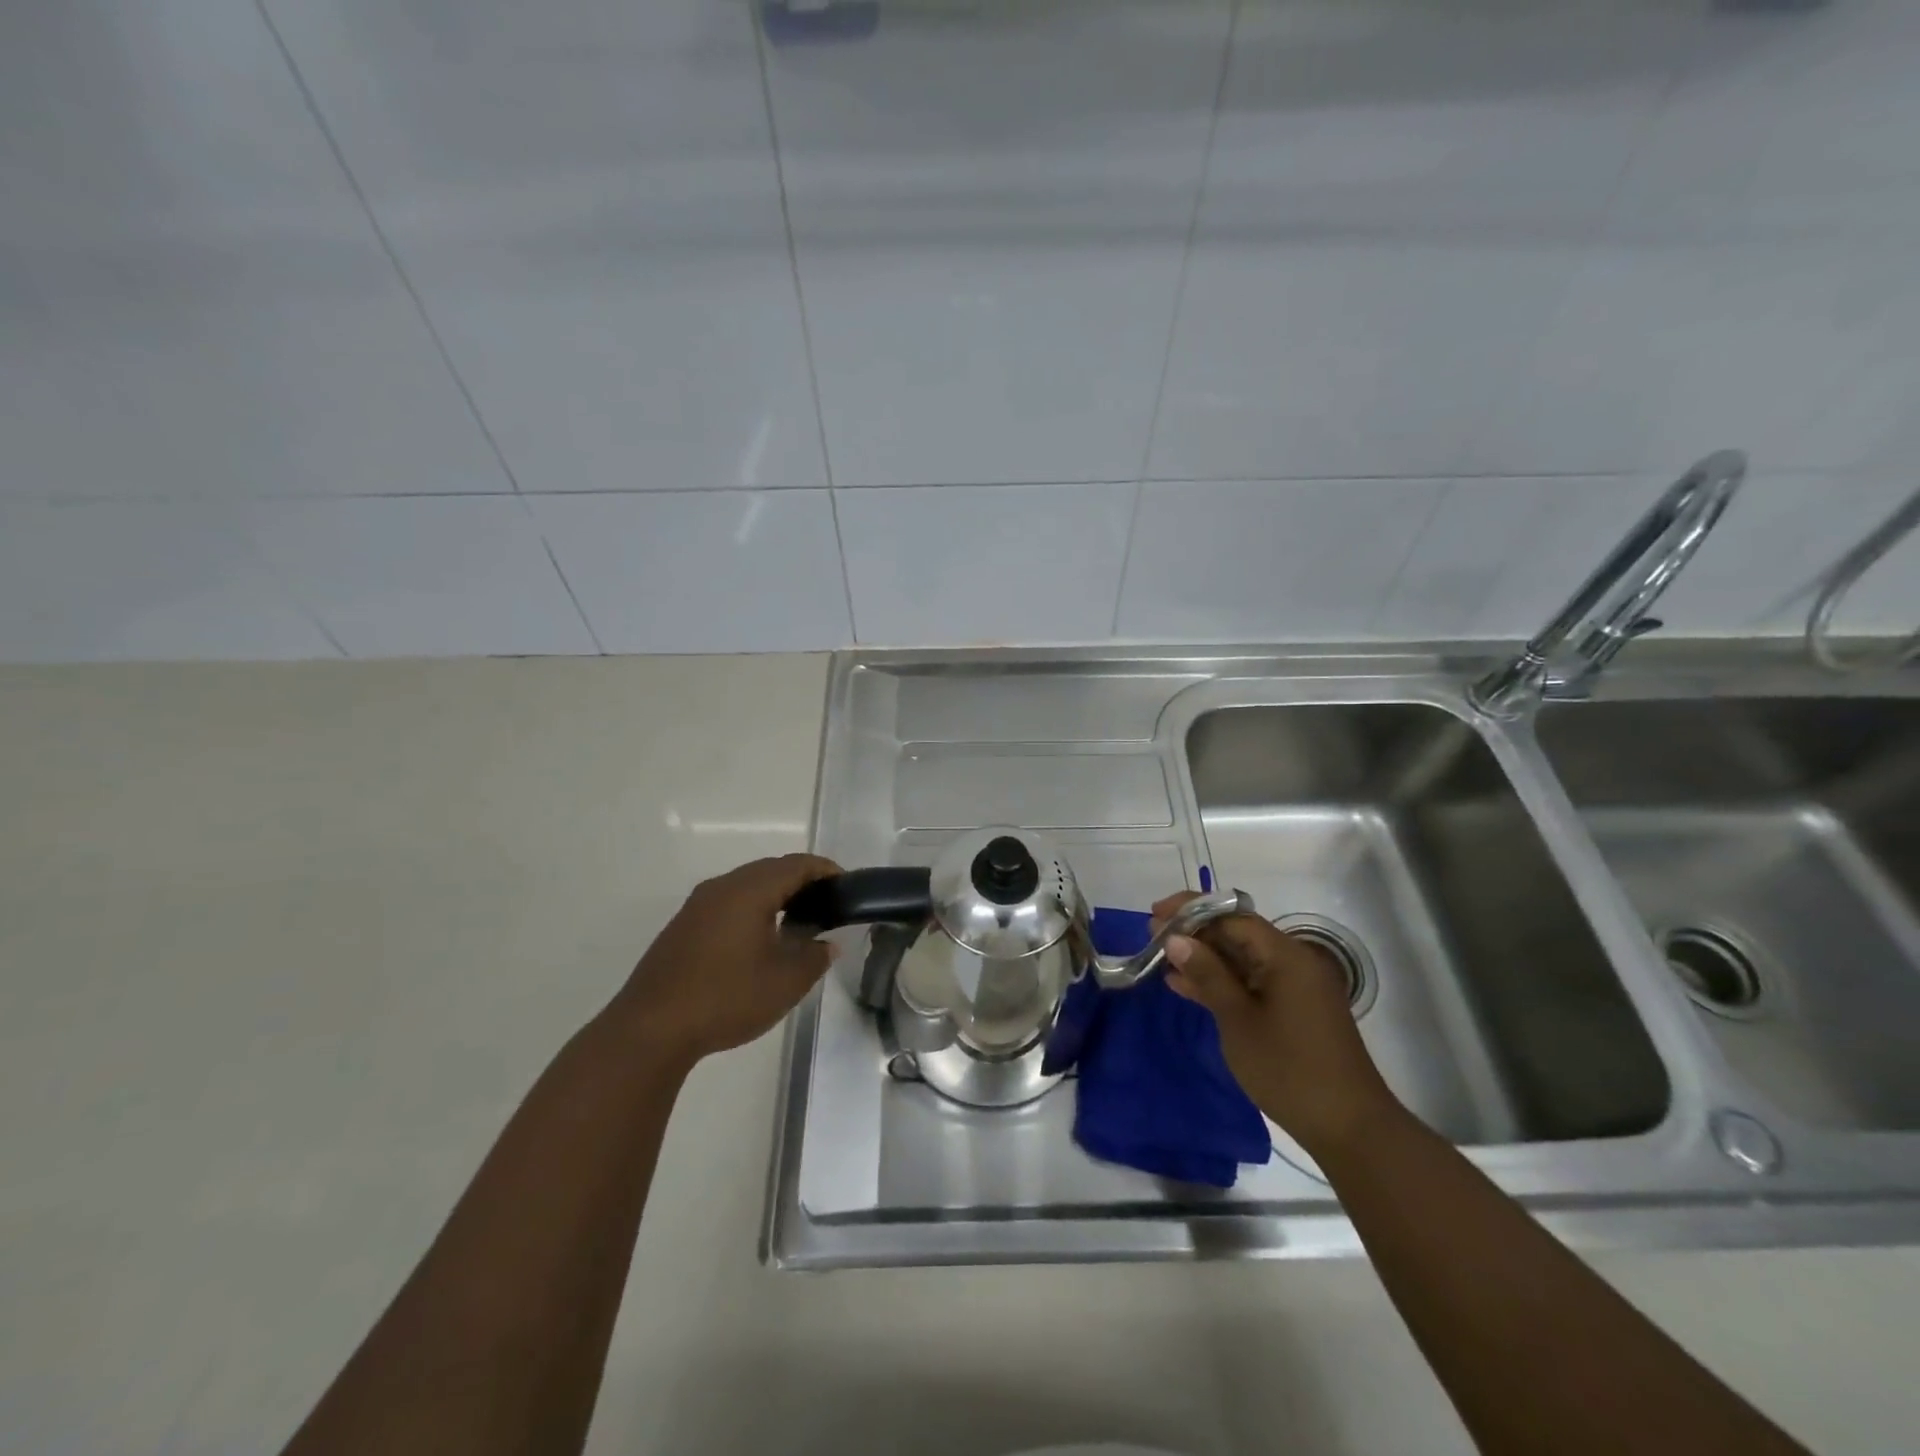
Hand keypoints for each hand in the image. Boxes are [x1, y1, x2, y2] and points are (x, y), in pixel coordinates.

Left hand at [612, 854, 842, 1067]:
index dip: (826, 870)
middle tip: (827, 904)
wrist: (650, 1030)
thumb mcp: (785, 982)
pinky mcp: (683, 927)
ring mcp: (697, 906)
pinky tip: (759, 940)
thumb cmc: (726, 998)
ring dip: (775, 895)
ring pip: (746, 885)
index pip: (796, 864)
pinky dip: (752, 909)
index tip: (847, 886)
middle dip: (802, 881)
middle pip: (771, 869)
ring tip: (798, 922)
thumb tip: (827, 944)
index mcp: (749, 890)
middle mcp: (722, 887)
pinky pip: (727, 903)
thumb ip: (814, 957)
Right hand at [1154, 892, 1399, 1156]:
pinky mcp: (1292, 1010)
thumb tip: (1176, 939)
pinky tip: (1185, 986)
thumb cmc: (1289, 1069)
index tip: (1155, 914)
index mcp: (1285, 955)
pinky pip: (1251, 982)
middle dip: (1195, 933)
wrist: (1349, 1128)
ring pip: (1242, 959)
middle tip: (1152, 936)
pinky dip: (1221, 982)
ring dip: (1204, 958)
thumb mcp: (1238, 1020)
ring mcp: (1294, 987)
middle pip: (1237, 934)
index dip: (1191, 910)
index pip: (1232, 916)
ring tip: (1162, 958)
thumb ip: (1207, 975)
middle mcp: (1293, 962)